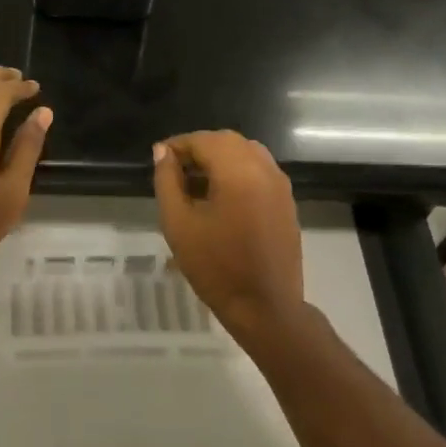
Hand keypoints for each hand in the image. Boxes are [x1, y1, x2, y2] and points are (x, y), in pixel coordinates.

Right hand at [153, 131, 303, 343]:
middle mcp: (265, 169)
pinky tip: (220, 199)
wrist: (264, 306)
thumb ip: (167, 182)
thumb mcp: (179, 224)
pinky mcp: (287, 202)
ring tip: (195, 186)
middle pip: (228, 141)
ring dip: (219, 160)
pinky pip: (259, 172)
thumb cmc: (215, 267)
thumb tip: (162, 152)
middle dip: (199, 149)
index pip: (204, 140)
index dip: (178, 145)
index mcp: (238, 171)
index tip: (158, 160)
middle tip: (174, 172)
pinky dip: (237, 173)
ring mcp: (281, 185)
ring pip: (246, 154)